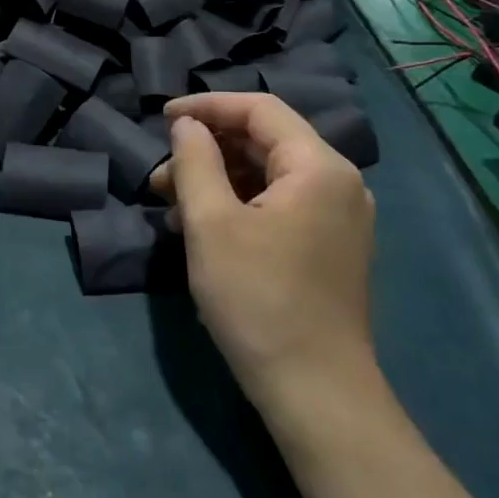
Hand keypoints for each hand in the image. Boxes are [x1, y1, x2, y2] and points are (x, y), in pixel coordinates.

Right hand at [151, 93, 376, 416]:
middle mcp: (338, 183)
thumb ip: (195, 162)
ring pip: (268, 175)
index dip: (207, 106)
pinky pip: (279, 205)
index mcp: (318, 167)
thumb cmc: (258, 299)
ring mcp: (338, 217)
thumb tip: (187, 126)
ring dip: (217, 180)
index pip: (260, 109)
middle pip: (265, 141)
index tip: (162, 118)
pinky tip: (201, 228)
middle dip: (207, 149)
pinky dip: (238, 205)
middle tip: (160, 176)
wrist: (315, 391)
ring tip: (171, 207)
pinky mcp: (329, 246)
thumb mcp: (211, 224)